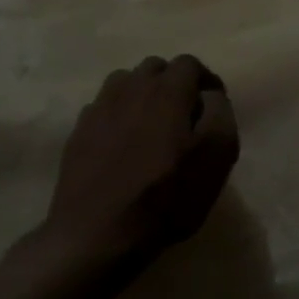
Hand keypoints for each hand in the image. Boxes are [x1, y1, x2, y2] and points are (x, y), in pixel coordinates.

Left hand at [38, 55, 239, 281]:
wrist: (99, 234)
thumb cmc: (168, 197)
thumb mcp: (217, 156)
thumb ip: (220, 114)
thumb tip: (210, 95)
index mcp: (167, 91)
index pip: (189, 64)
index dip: (206, 79)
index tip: (214, 104)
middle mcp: (130, 89)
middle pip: (155, 68)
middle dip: (174, 83)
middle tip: (185, 114)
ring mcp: (99, 109)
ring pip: (124, 83)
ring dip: (142, 94)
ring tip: (152, 124)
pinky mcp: (78, 132)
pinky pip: (103, 108)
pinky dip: (118, 114)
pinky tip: (124, 143)